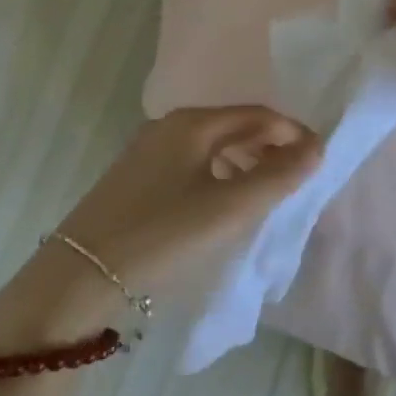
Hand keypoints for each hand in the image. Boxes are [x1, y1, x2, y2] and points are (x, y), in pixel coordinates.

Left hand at [0, 107, 322, 345]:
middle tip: (296, 180)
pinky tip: (221, 208)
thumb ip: (278, 176)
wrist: (76, 280)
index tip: (319, 161)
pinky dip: (218, 178)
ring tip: (265, 196)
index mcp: (192, 123)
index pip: (258, 115)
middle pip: (234, 127)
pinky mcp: (134, 181)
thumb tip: (316, 147)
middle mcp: (168, 127)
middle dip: (270, 148)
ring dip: (245, 164)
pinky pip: (191, 167)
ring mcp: (147, 153)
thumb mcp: (229, 209)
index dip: (292, 134)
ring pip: (211, 148)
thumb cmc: (161, 235)